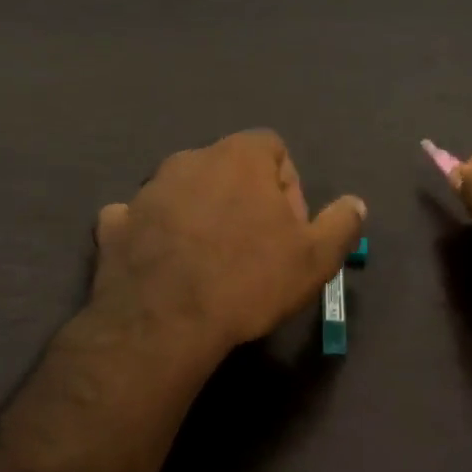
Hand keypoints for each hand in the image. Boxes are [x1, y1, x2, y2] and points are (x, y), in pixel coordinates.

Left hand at [90, 130, 366, 366]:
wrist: (165, 322)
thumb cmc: (249, 281)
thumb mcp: (315, 259)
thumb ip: (341, 224)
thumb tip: (355, 203)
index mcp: (239, 156)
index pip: (273, 148)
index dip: (287, 187)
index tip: (288, 228)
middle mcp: (190, 159)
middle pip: (227, 169)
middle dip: (244, 200)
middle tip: (253, 248)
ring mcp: (147, 190)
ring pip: (184, 192)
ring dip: (199, 215)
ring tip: (208, 263)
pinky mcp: (115, 223)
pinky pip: (139, 219)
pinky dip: (152, 234)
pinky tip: (162, 266)